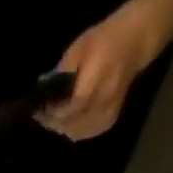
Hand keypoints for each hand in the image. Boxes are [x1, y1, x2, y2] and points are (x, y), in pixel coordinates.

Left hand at [42, 0, 165, 141]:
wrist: (135, 41)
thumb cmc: (105, 39)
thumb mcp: (79, 47)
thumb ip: (62, 72)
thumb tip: (45, 90)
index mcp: (93, 84)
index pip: (66, 110)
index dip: (50, 113)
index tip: (37, 110)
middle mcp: (100, 104)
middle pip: (69, 125)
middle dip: (53, 122)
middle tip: (41, 116)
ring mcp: (105, 116)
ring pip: (76, 133)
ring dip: (61, 128)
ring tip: (51, 119)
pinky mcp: (108, 121)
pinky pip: (85, 133)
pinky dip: (73, 130)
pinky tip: (66, 122)